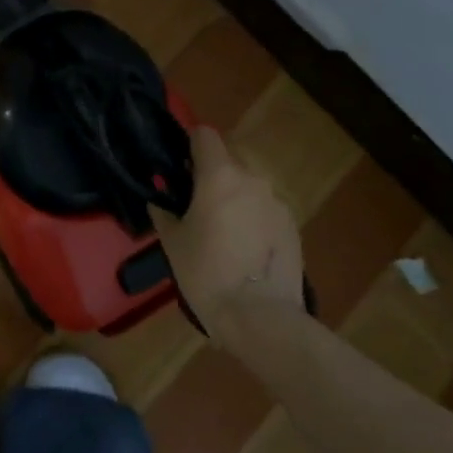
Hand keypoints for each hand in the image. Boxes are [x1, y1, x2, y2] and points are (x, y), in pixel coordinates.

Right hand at [155, 127, 304, 335]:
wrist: (260, 317)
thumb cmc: (206, 273)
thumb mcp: (172, 242)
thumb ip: (164, 212)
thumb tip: (160, 199)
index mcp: (219, 175)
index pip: (205, 134)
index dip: (190, 145)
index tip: (180, 168)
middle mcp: (252, 179)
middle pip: (228, 163)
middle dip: (212, 178)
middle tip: (197, 209)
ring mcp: (277, 202)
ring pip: (248, 189)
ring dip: (235, 200)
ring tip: (224, 236)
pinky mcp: (293, 226)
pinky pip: (265, 211)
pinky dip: (254, 221)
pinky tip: (247, 252)